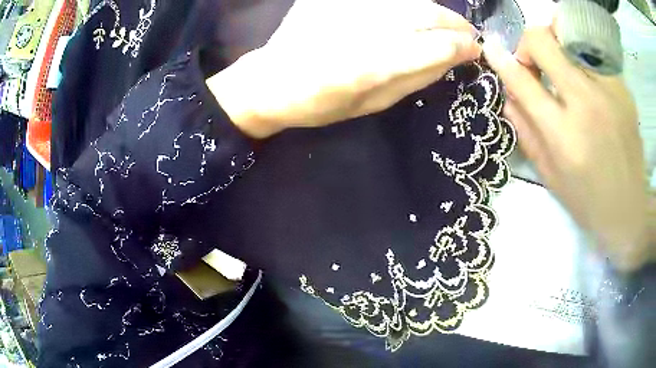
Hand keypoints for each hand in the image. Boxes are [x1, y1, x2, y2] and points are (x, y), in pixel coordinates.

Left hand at [207, 0, 480, 137]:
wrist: (272, 81)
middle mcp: (359, 29)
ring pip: (407, 1)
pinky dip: (406, 6)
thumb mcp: (374, 104)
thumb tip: (453, 58)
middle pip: (423, 13)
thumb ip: (416, 78)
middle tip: (467, 34)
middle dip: (454, 23)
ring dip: (434, 12)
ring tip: (445, 25)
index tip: (475, 50)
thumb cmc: (322, 104)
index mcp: (369, 67)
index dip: (462, 46)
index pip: (434, 45)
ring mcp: (343, 8)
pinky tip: (412, 16)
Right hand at [483, 27, 649, 271]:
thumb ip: (527, 132)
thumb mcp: (551, 176)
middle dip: (530, 45)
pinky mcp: (622, 89)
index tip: (492, 49)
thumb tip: (508, 96)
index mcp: (564, 136)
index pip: (523, 82)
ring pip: (569, 38)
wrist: (630, 209)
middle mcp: (586, 105)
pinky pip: (593, 56)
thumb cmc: (588, 201)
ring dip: (557, 48)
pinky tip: (590, 84)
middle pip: (544, 42)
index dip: (503, 61)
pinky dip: (583, 61)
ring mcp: (608, 91)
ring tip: (563, 69)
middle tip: (535, 63)